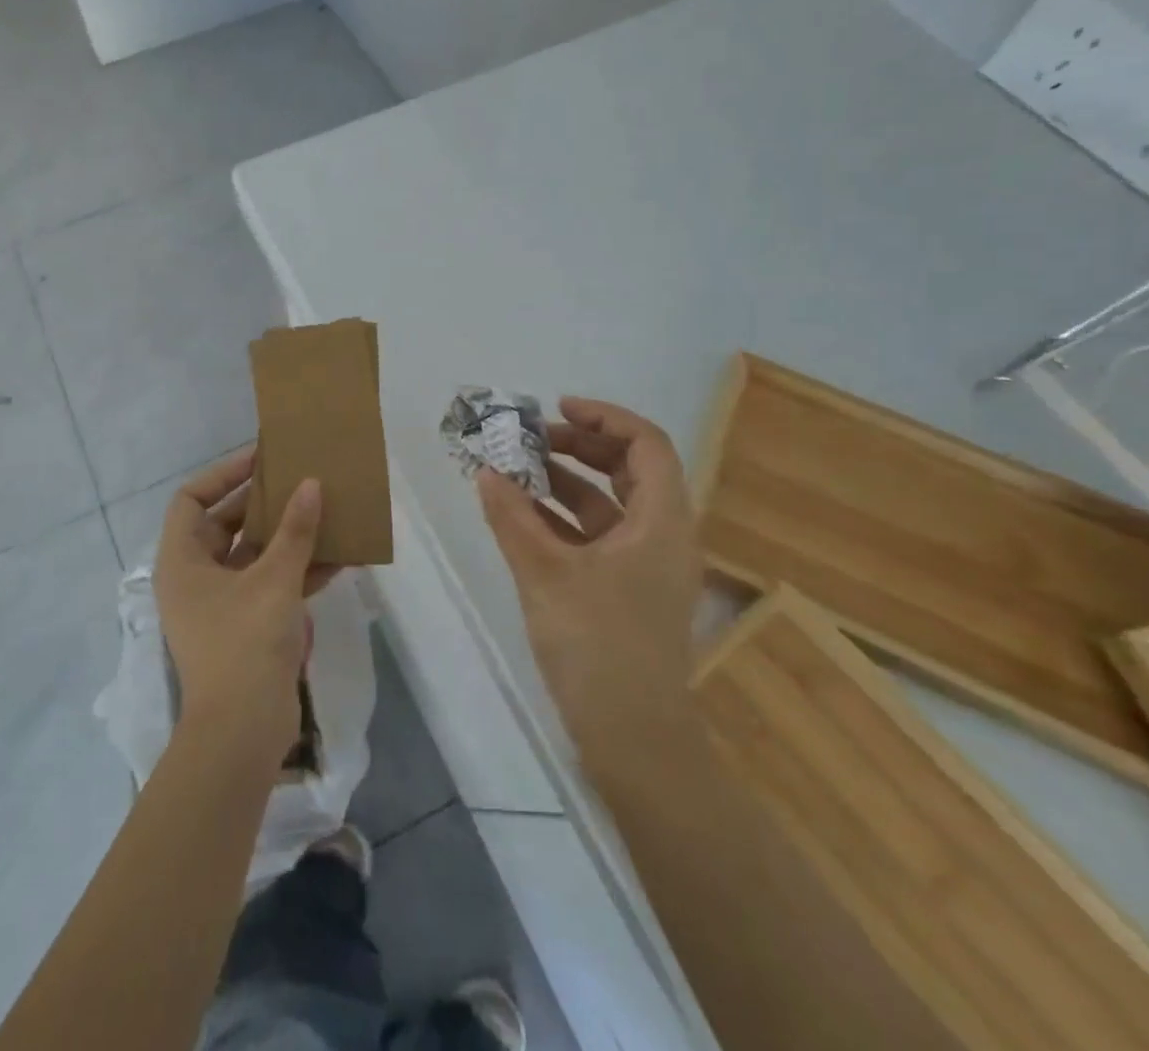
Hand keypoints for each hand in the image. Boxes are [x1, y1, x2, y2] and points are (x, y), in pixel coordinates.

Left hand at [155, 448, 323, 765]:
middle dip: (263, 503)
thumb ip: (295, 531)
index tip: (261, 459)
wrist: (243, 733)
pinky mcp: (247, 626)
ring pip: (253, 554)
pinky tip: (338, 556)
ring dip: (286, 535)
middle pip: (225, 523)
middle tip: (299, 480)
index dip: (224, 474)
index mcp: (182, 561)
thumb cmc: (245, 644)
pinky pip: (271, 584)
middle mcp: (195, 577)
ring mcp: (221, 603)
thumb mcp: (274, 580)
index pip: (192, 499)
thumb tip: (311, 484)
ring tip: (322, 510)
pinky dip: (298, 570)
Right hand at [477, 397, 702, 772]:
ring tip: (517, 471)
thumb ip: (512, 517)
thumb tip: (486, 472)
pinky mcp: (625, 590)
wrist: (632, 738)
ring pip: (609, 504)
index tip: (557, 409)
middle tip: (530, 440)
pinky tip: (522, 517)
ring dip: (566, 483)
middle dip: (579, 447)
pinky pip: (596, 536)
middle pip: (629, 469)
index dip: (604, 418)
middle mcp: (662, 535)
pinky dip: (563, 519)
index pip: (646, 444)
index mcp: (662, 522)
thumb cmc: (598, 645)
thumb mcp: (545, 573)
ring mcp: (645, 566)